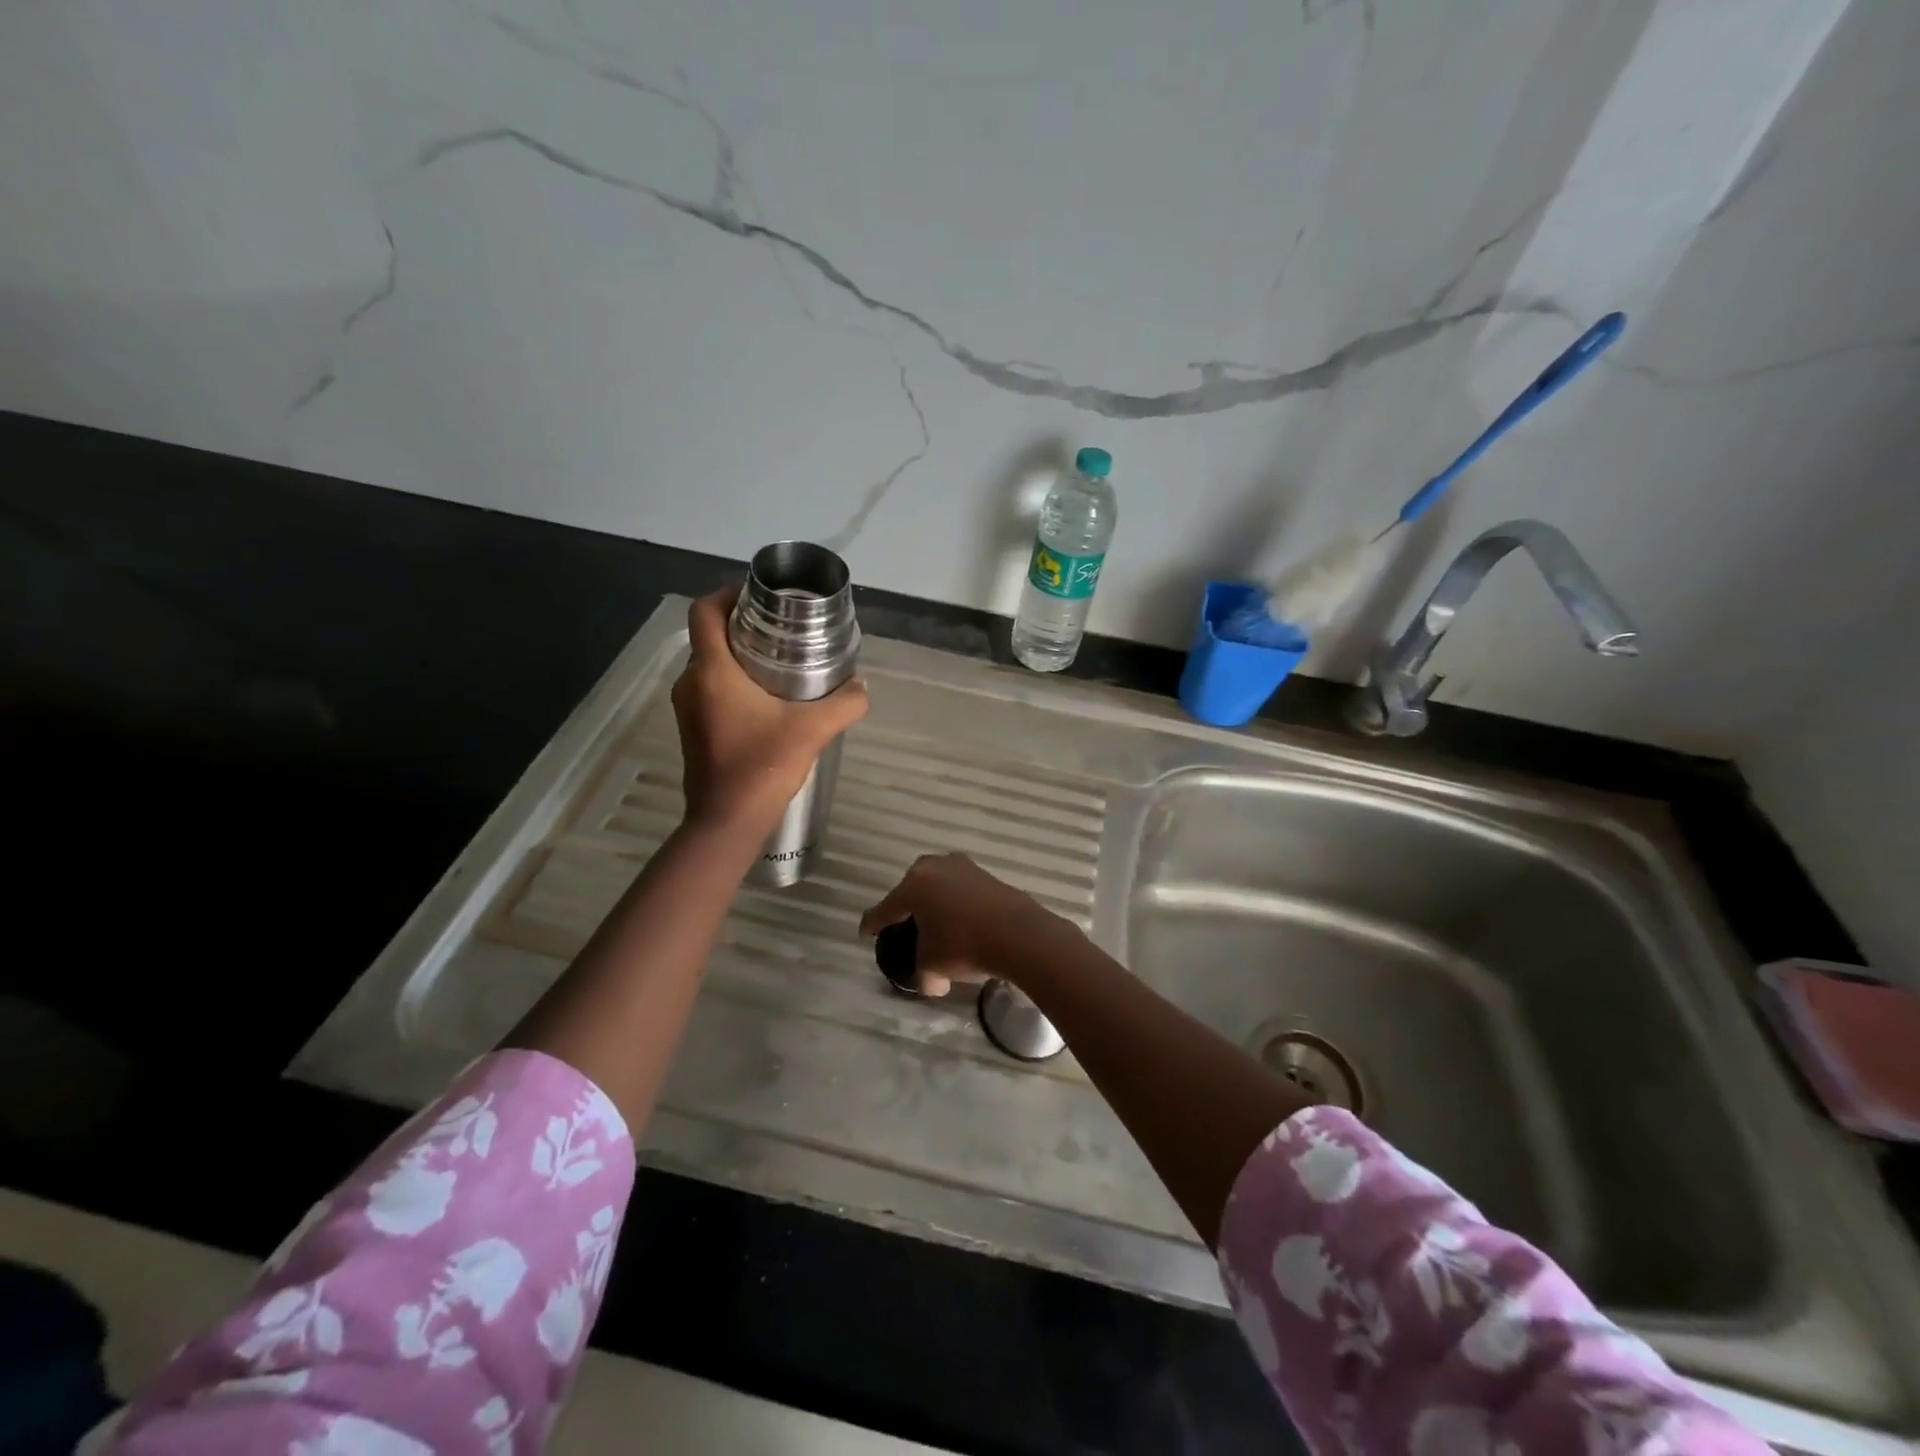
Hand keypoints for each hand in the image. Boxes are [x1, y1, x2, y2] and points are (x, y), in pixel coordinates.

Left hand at [672, 587, 869, 835]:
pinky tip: (766, 699)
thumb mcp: (813, 731)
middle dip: (741, 626)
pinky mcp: (693, 729)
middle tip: (781, 629)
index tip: (759, 598)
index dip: (727, 594)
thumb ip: (844, 704)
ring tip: (778, 662)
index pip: (704, 611)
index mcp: (712, 671)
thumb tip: (863, 686)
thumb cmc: (762, 767)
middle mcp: (691, 683)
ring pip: (709, 665)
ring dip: (737, 656)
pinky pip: (709, 689)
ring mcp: (687, 708)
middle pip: (709, 636)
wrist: (726, 823)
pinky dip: (732, 682)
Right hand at [859, 853, 1076, 996]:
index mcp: (913, 885)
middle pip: (911, 889)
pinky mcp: (987, 875)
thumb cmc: (964, 945)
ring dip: (935, 903)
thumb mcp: (933, 966)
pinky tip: (962, 923)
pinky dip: (957, 904)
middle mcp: (935, 867)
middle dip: (907, 907)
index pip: (885, 908)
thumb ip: (923, 974)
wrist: (1019, 934)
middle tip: (905, 927)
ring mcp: (964, 867)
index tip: (866, 932)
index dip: (873, 924)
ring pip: (939, 886)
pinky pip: (962, 890)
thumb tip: (931, 982)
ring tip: (937, 925)